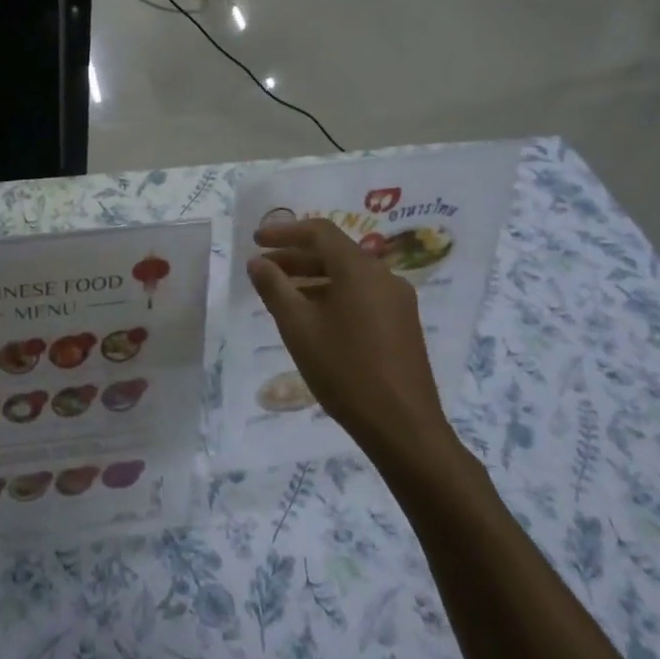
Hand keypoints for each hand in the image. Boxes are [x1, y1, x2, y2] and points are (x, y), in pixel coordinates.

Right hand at [247, 219, 460, 483]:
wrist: (403, 427)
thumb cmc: (345, 370)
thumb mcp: (298, 327)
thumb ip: (274, 288)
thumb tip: (258, 262)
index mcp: (359, 270)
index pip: (320, 232)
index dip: (285, 231)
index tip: (256, 240)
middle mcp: (383, 276)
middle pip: (335, 252)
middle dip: (296, 256)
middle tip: (263, 268)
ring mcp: (397, 301)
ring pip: (348, 275)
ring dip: (313, 276)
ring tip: (281, 293)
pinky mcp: (402, 324)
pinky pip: (361, 294)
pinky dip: (332, 294)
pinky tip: (312, 317)